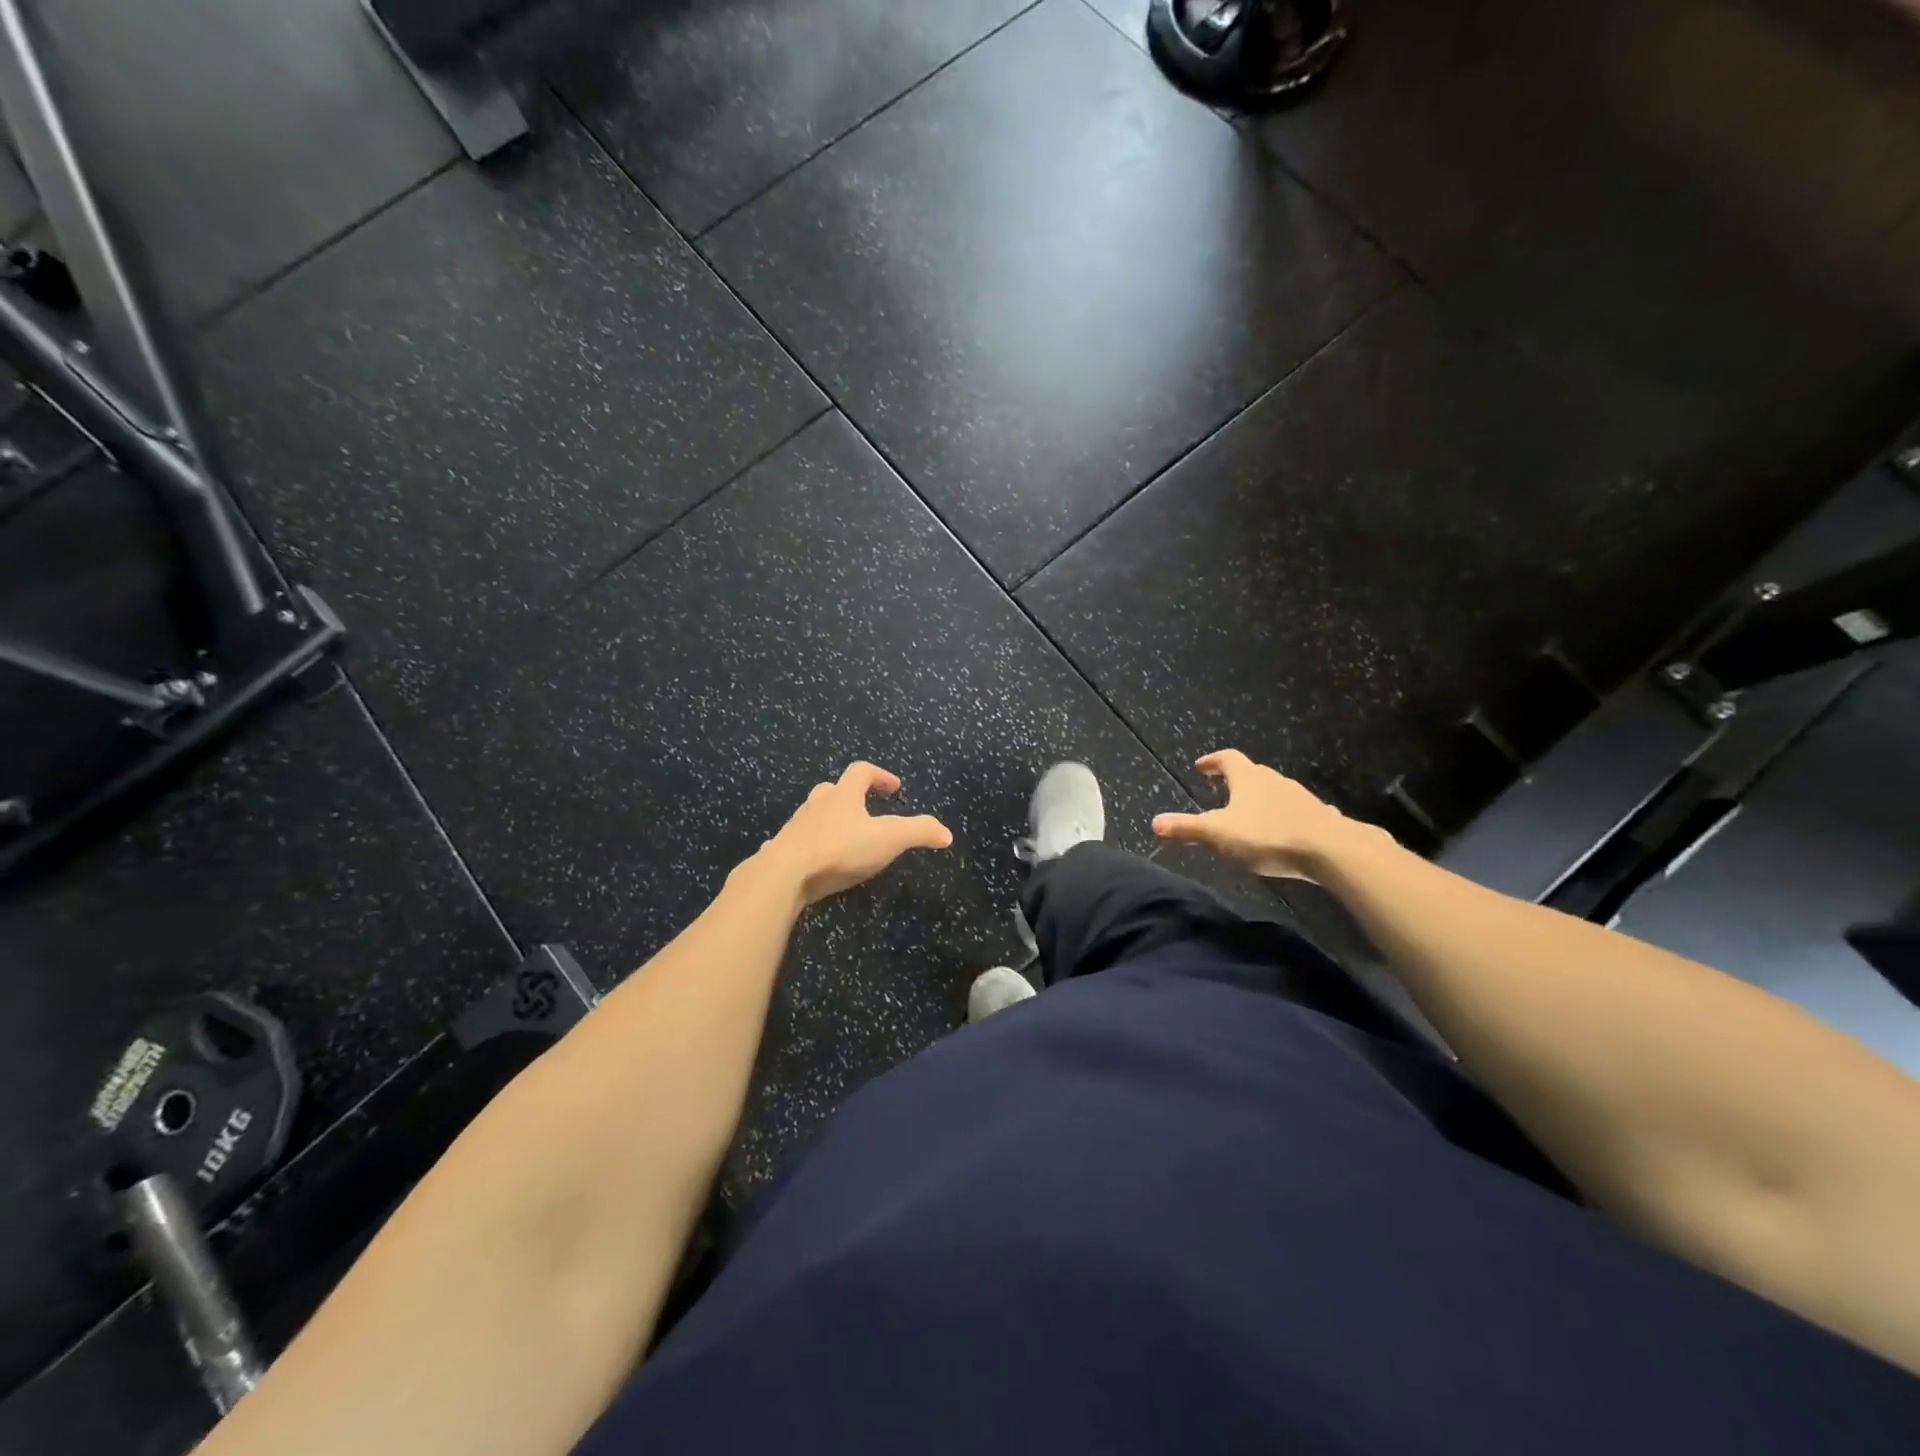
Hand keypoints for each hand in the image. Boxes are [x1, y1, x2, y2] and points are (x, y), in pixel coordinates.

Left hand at [755, 762, 952, 904]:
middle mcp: (817, 804)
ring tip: (843, 838)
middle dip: (850, 795)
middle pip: (833, 789)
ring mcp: (796, 827)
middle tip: (866, 809)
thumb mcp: (889, 839)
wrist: (785, 874)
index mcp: (843, 795)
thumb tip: (946, 833)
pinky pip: (794, 842)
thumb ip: (919, 832)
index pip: (862, 771)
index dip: (880, 776)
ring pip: (813, 814)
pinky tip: (810, 861)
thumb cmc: (841, 849)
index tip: (894, 787)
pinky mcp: (781, 851)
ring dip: (828, 819)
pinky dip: (805, 845)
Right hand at [1152, 750, 1381, 877]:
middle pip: (1252, 773)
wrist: (1331, 849)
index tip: (1201, 766)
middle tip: (1222, 790)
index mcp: (1248, 778)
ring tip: (1251, 813)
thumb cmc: (1267, 835)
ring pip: (1276, 791)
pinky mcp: (1320, 816)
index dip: (1213, 761)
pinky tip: (1288, 829)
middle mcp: (1274, 780)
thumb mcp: (1218, 834)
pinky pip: (1299, 811)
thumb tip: (1154, 822)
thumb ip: (1186, 828)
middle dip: (1236, 780)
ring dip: (1261, 798)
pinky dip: (1287, 816)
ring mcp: (1300, 797)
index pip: (1227, 758)